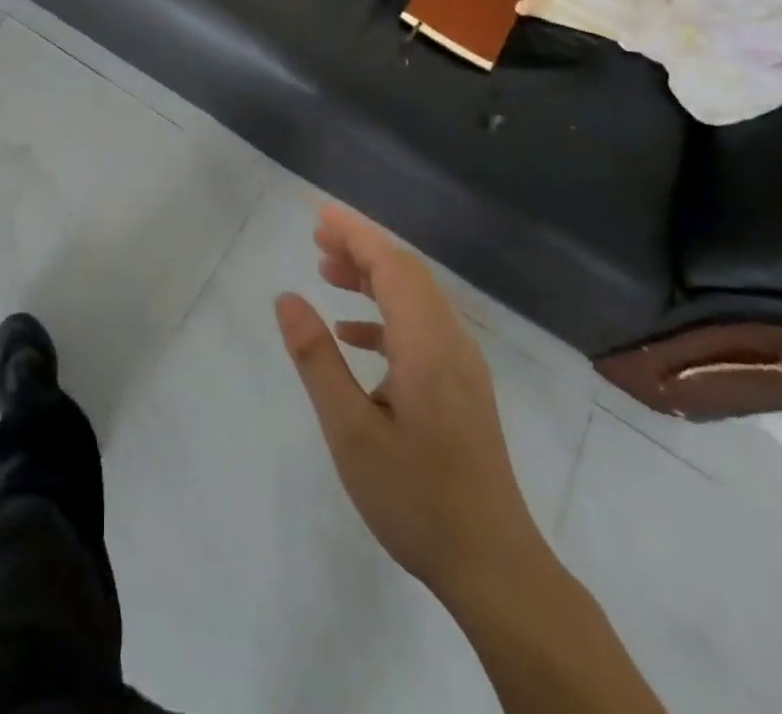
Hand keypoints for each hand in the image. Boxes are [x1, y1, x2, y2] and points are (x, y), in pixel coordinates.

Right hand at [275, 204, 542, 604]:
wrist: (494, 567)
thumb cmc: (416, 497)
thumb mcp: (350, 430)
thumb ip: (317, 358)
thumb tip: (287, 298)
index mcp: (427, 344)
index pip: (392, 265)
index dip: (356, 233)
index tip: (319, 214)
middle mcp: (451, 342)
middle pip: (406, 273)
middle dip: (362, 247)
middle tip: (316, 238)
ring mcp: (461, 365)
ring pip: (415, 298)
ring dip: (372, 277)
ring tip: (326, 272)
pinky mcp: (462, 387)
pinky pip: (421, 327)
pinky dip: (385, 314)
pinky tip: (352, 333)